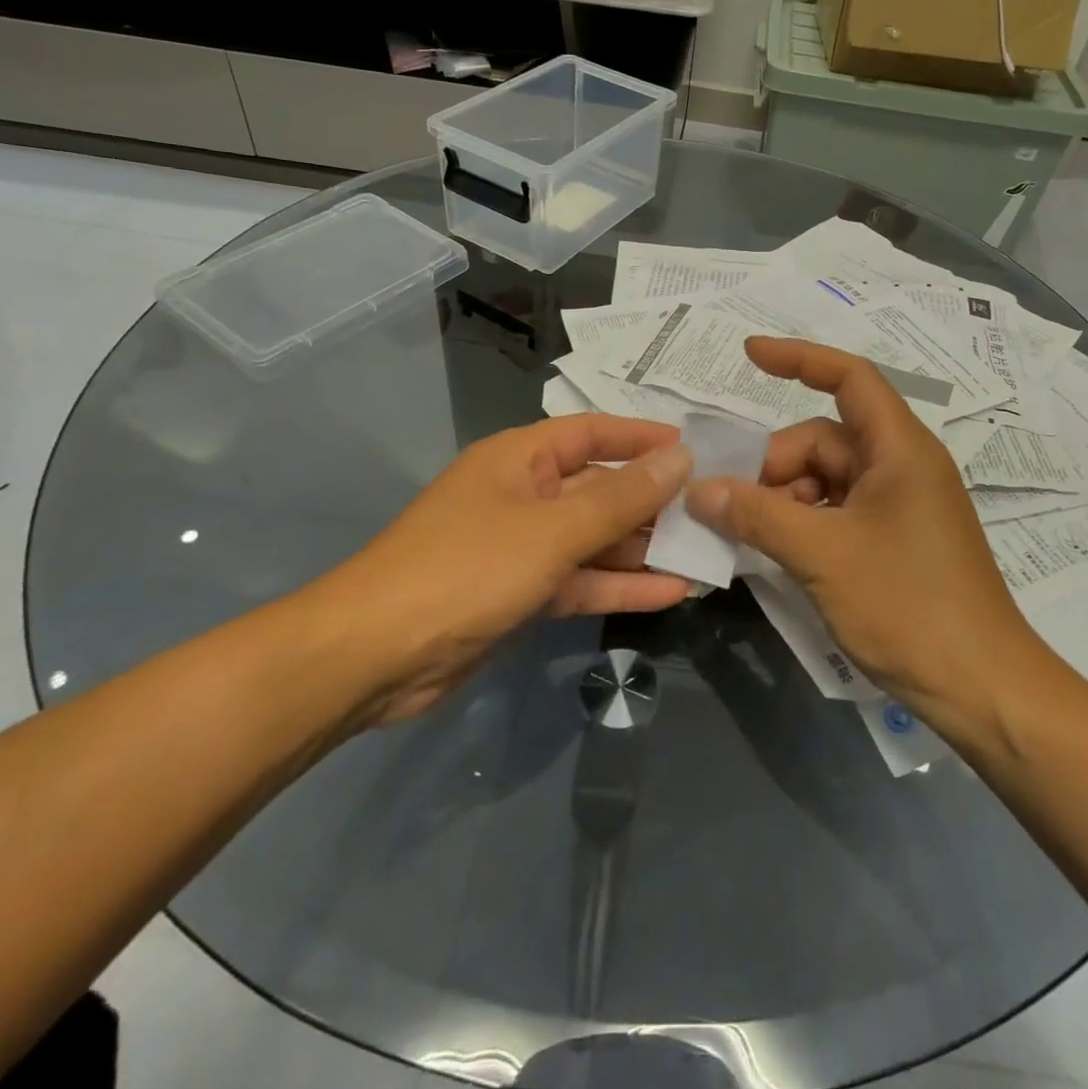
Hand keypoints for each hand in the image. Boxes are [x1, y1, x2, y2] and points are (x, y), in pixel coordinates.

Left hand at [293, 415, 692, 727]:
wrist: (375, 656)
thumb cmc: (467, 569)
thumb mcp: (552, 530)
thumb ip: (620, 498)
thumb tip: (680, 459)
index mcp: (521, 458)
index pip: (593, 432)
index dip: (643, 437)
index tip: (695, 448)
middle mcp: (523, 494)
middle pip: (599, 488)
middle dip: (652, 501)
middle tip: (712, 511)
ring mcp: (521, 547)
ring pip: (594, 539)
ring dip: (643, 548)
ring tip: (705, 554)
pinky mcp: (520, 593)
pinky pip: (579, 580)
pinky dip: (618, 585)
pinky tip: (672, 593)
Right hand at [686, 338, 1056, 732]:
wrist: (982, 687)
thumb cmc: (908, 606)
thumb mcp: (822, 554)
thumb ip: (756, 515)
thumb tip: (698, 489)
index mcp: (898, 449)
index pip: (848, 377)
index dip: (798, 358)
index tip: (748, 354)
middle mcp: (901, 466)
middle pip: (822, 440)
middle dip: (773, 466)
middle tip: (728, 506)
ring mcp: (899, 505)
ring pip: (825, 480)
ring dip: (783, 500)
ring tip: (749, 537)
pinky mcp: (894, 539)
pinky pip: (836, 511)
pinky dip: (802, 523)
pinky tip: (777, 553)